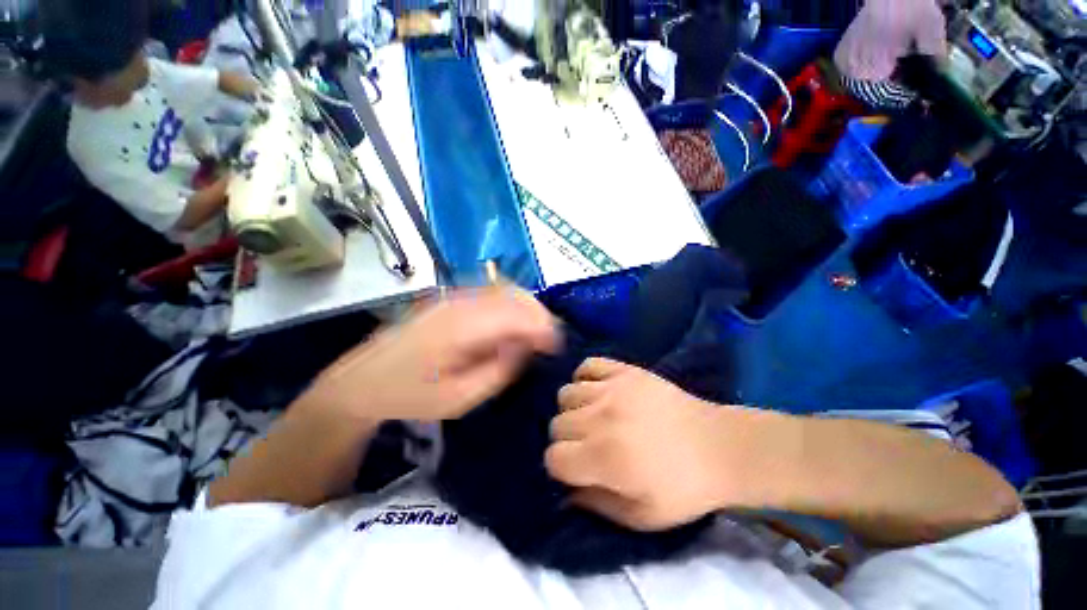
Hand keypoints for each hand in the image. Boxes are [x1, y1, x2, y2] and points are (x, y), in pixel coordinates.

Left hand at [302, 288, 560, 422]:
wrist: (363, 380)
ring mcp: (453, 296)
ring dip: (527, 307)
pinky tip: (513, 323)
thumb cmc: (410, 396)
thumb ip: (499, 371)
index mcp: (461, 328)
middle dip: (539, 314)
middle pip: (513, 294)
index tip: (557, 346)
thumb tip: (525, 347)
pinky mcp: (450, 298)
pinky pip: (491, 292)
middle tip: (549, 340)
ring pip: (504, 289)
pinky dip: (511, 303)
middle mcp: (460, 303)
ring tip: (536, 331)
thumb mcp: (459, 398)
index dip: (543, 327)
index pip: (515, 315)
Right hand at [545, 358, 764, 530]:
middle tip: (588, 444)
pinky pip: (587, 365)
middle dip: (567, 440)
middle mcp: (601, 418)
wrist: (719, 446)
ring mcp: (612, 388)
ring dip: (574, 409)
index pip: (554, 457)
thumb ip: (596, 505)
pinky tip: (597, 391)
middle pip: (557, 424)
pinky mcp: (625, 370)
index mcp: (604, 457)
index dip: (561, 467)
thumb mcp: (641, 517)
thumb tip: (566, 492)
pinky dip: (585, 378)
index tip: (577, 468)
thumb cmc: (683, 488)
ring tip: (593, 416)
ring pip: (566, 394)